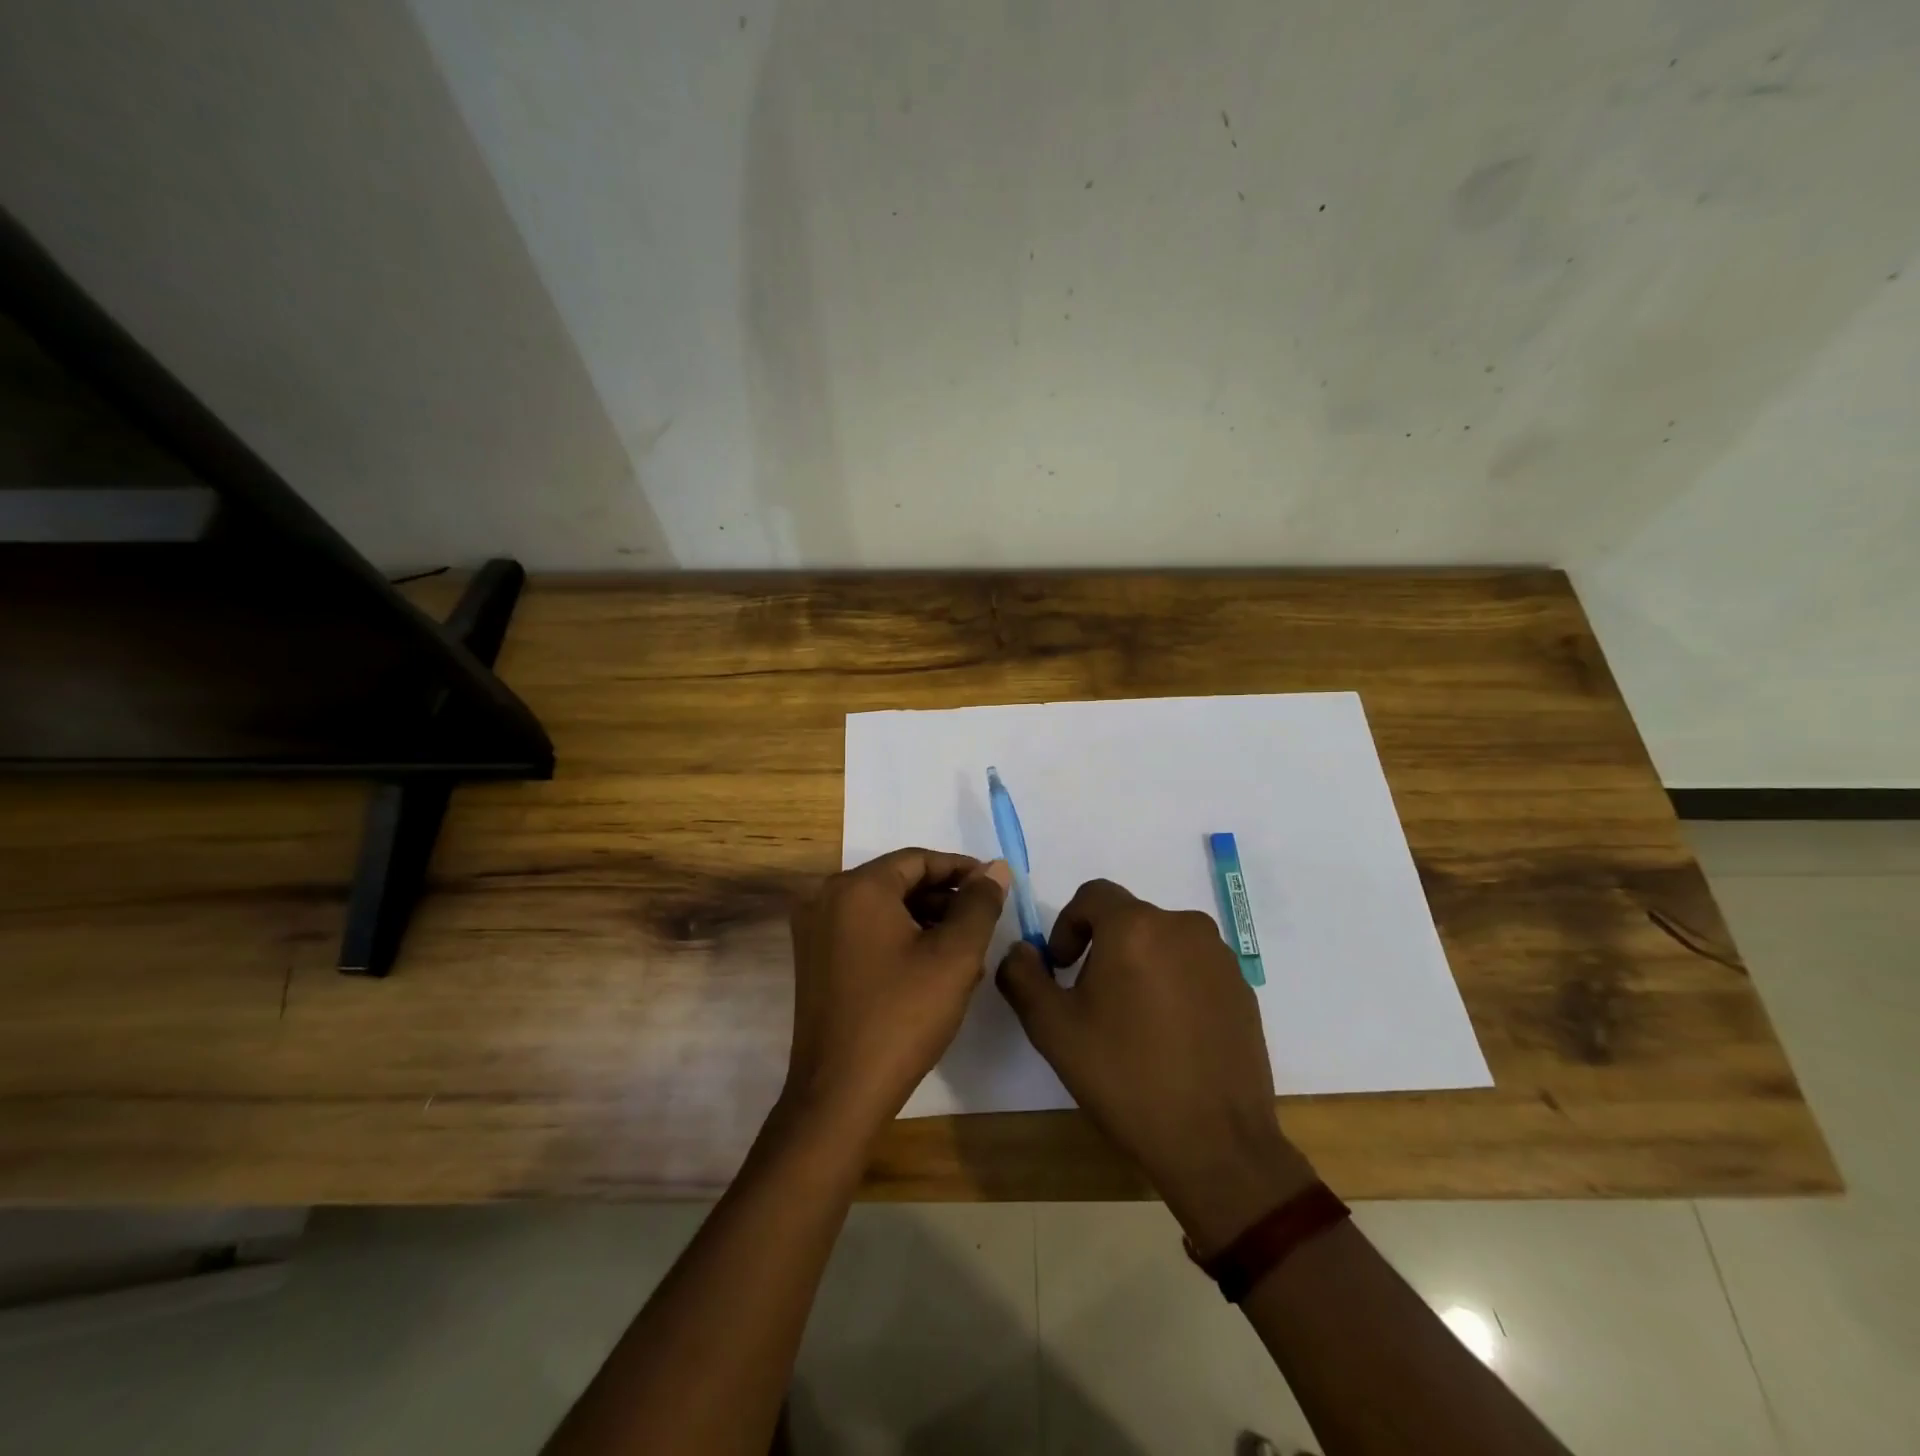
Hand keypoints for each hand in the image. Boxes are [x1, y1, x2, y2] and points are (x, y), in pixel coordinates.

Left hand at [783, 848, 1009, 1141]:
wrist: (839, 1094)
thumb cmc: (902, 1017)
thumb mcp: (955, 956)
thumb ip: (980, 905)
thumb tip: (995, 869)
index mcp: (857, 888)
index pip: (918, 860)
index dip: (962, 870)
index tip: (995, 887)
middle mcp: (826, 898)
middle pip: (898, 882)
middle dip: (945, 899)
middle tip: (983, 922)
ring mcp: (814, 931)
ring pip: (882, 908)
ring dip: (925, 920)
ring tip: (965, 950)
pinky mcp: (814, 961)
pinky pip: (864, 932)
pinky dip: (899, 939)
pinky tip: (930, 968)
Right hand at [996, 879, 1314, 1250]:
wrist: (1216, 1143)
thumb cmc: (1125, 1077)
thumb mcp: (1052, 1029)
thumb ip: (1023, 977)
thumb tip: (1021, 950)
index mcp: (1135, 927)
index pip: (1092, 895)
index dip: (1067, 925)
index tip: (1062, 969)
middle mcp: (1183, 926)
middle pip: (1128, 919)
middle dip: (1101, 948)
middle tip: (1090, 1000)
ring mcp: (1219, 957)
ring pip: (1162, 942)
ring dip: (1138, 964)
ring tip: (1131, 1020)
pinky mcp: (1243, 988)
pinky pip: (1194, 967)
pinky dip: (1173, 984)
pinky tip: (1169, 1035)